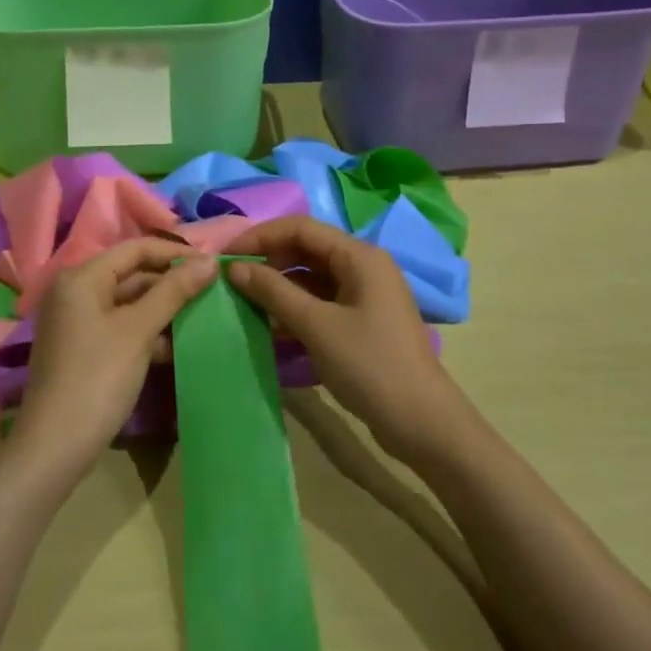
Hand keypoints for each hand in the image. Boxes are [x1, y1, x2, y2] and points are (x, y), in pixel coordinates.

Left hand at [11, 239, 217, 478]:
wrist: (55, 447)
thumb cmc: (97, 378)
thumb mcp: (138, 331)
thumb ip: (174, 291)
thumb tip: (209, 261)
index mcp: (81, 277)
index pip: (135, 249)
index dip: (175, 253)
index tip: (212, 264)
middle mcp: (74, 291)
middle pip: (131, 273)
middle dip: (171, 282)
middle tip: (212, 291)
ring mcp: (77, 321)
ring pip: (128, 302)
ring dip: (162, 308)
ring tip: (202, 316)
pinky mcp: (83, 347)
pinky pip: (120, 325)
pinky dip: (147, 331)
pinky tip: (175, 345)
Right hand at [228, 217, 468, 462]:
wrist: (421, 422)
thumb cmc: (369, 365)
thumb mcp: (316, 326)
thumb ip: (274, 292)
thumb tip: (235, 267)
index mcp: (359, 256)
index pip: (301, 228)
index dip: (262, 235)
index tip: (228, 255)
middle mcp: (364, 266)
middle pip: (307, 250)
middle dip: (269, 261)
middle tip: (234, 281)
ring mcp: (365, 295)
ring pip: (312, 277)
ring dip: (280, 287)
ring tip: (245, 303)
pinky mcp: (362, 321)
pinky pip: (321, 302)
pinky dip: (296, 308)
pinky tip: (271, 326)